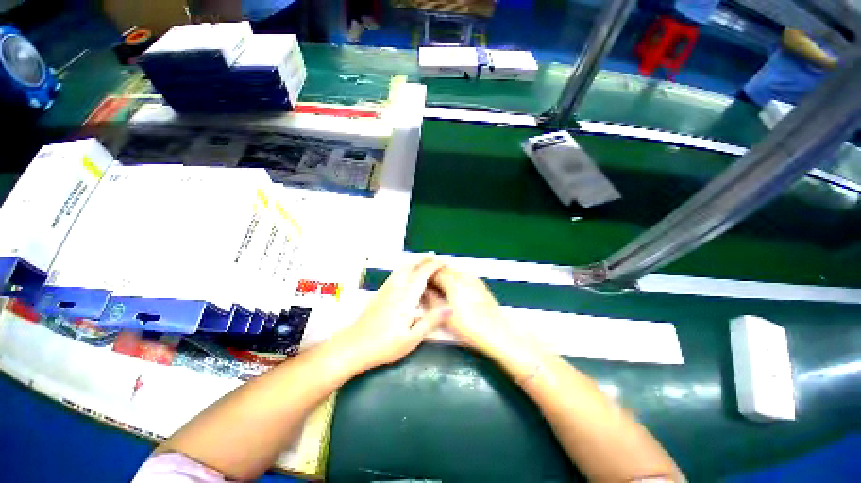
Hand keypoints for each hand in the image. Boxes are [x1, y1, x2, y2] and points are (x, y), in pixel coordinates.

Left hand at [338, 257, 450, 370]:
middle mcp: (396, 288)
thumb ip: (431, 321)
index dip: (434, 266)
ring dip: (413, 261)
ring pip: (401, 268)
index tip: (443, 261)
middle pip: (410, 266)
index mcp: (406, 297)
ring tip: (422, 261)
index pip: (422, 274)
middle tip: (434, 256)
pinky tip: (406, 274)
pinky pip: (395, 274)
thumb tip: (450, 308)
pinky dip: (404, 268)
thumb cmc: (384, 345)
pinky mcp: (379, 293)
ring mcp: (386, 289)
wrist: (353, 346)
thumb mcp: (412, 338)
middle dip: (423, 259)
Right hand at [430, 266, 512, 355]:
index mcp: (454, 281)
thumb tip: (424, 291)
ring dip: (444, 276)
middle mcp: (464, 275)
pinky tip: (453, 292)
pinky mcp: (480, 284)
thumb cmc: (469, 326)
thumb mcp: (445, 315)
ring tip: (438, 289)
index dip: (424, 274)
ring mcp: (473, 279)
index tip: (418, 280)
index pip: (434, 271)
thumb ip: (431, 300)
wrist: (496, 333)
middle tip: (426, 285)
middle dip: (434, 274)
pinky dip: (454, 280)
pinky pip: (463, 276)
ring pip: (454, 272)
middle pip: (444, 269)